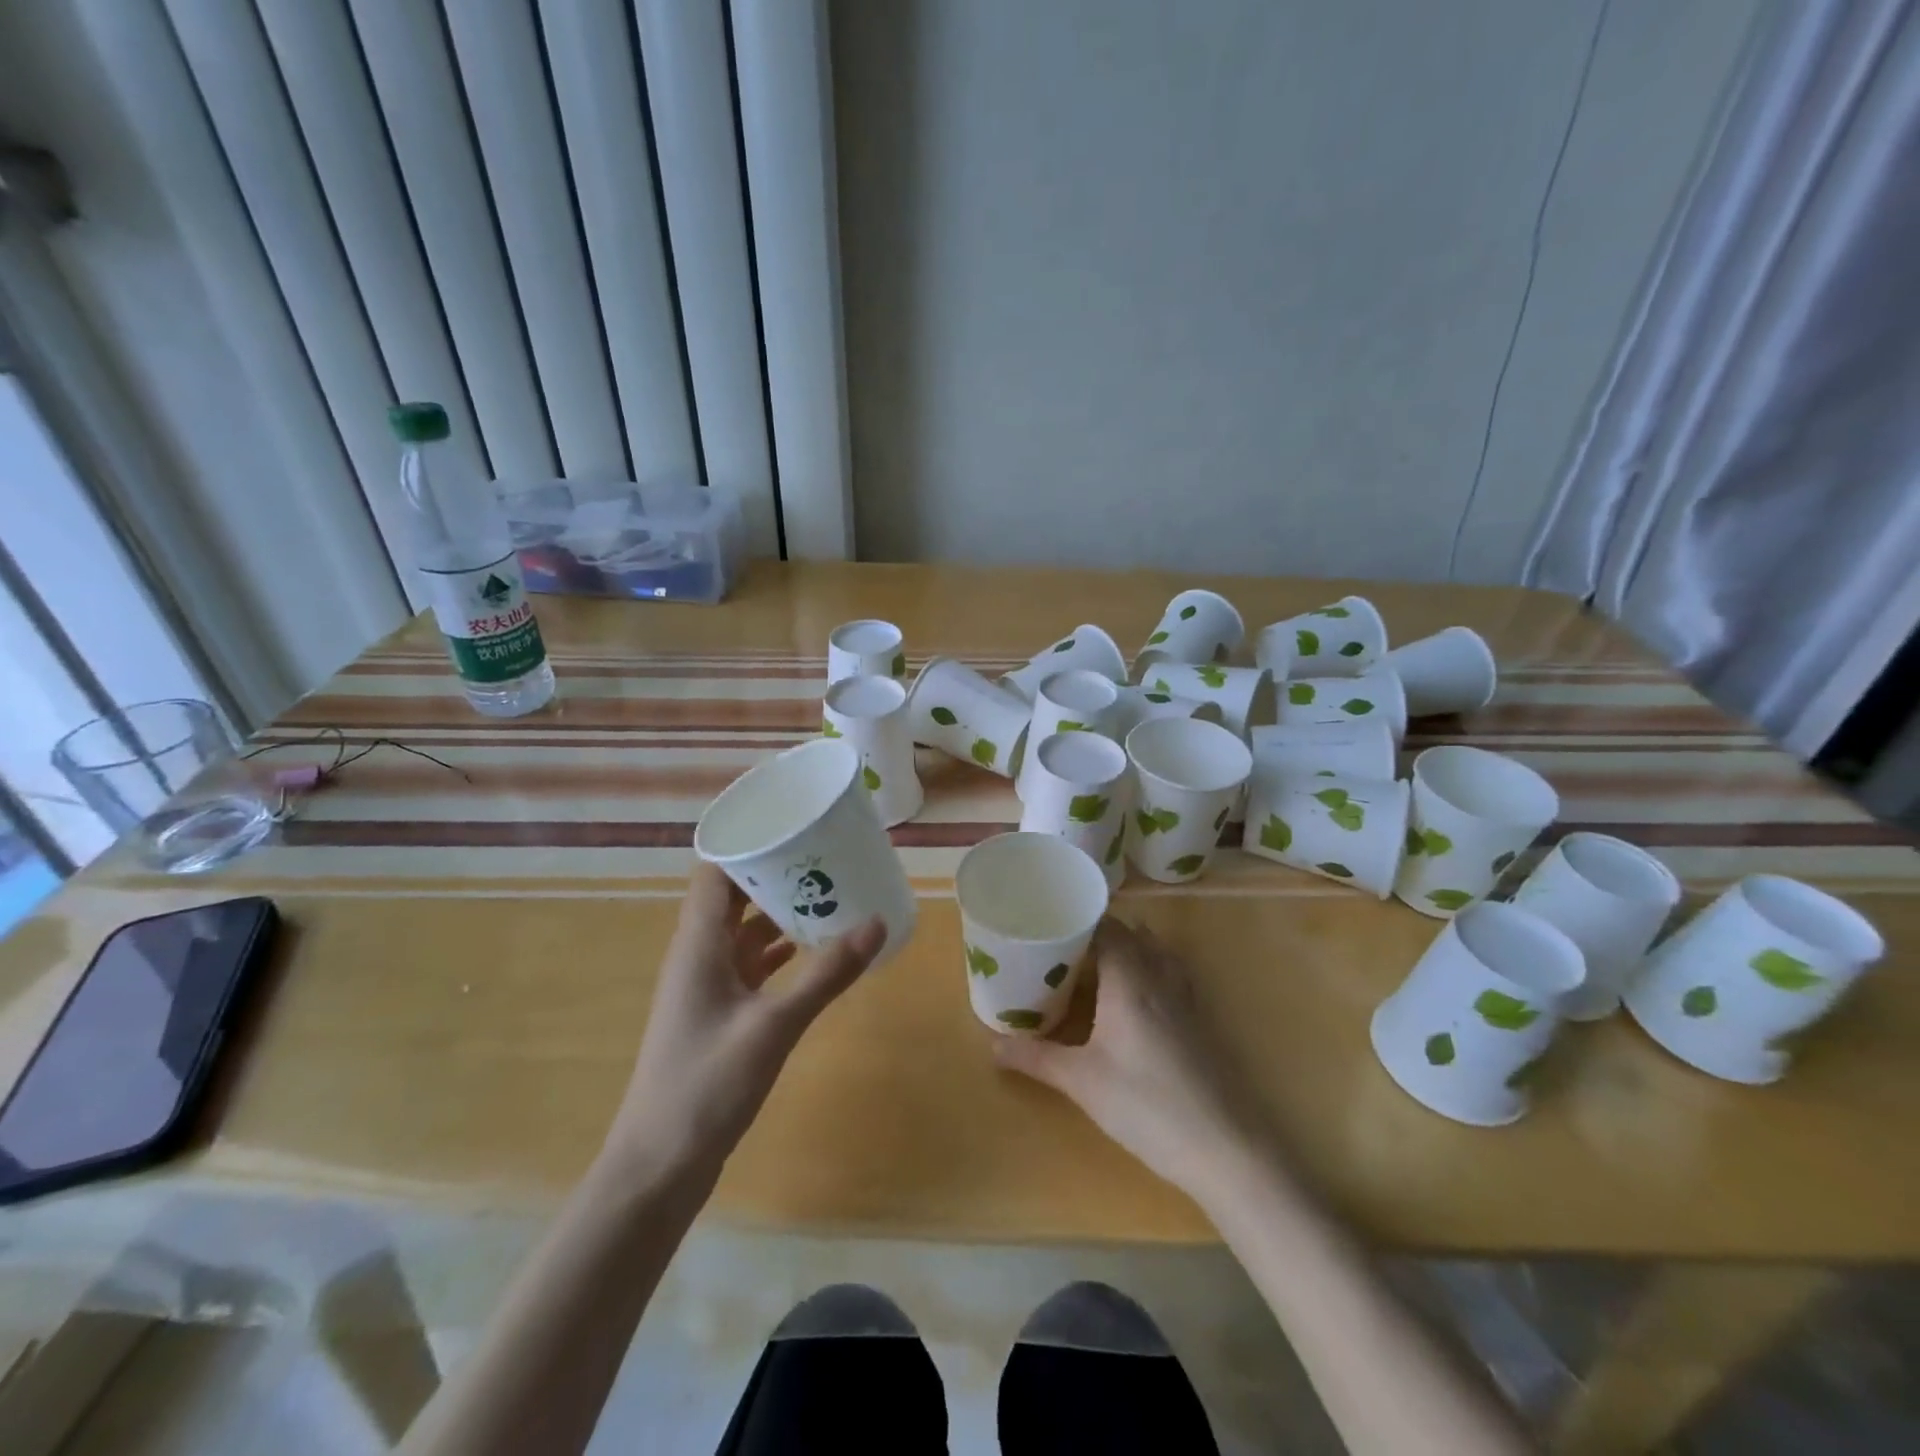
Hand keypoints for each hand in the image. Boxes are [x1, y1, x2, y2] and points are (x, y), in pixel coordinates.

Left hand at [602, 863, 885, 1186]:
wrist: (657, 1167)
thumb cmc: (706, 1086)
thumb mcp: (774, 1026)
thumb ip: (826, 974)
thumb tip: (876, 921)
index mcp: (698, 944)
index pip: (716, 871)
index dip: (749, 844)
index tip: (794, 826)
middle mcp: (698, 955)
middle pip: (733, 896)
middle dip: (776, 875)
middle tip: (827, 857)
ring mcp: (706, 986)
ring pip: (743, 931)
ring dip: (779, 913)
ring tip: (829, 894)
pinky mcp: (717, 1013)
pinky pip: (749, 964)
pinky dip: (778, 951)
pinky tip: (813, 950)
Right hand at [994, 918, 1268, 1202]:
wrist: (1226, 1147)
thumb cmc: (1147, 1105)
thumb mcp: (1081, 1081)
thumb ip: (1036, 1057)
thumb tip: (992, 1045)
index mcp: (1130, 978)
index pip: (1105, 926)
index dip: (1077, 919)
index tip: (1047, 923)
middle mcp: (1160, 976)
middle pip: (1131, 934)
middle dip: (1096, 933)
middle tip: (1060, 947)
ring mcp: (1186, 998)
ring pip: (1155, 952)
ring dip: (1128, 948)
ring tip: (1094, 964)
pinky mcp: (1201, 1021)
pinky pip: (1171, 974)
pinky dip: (1149, 970)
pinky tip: (1134, 998)